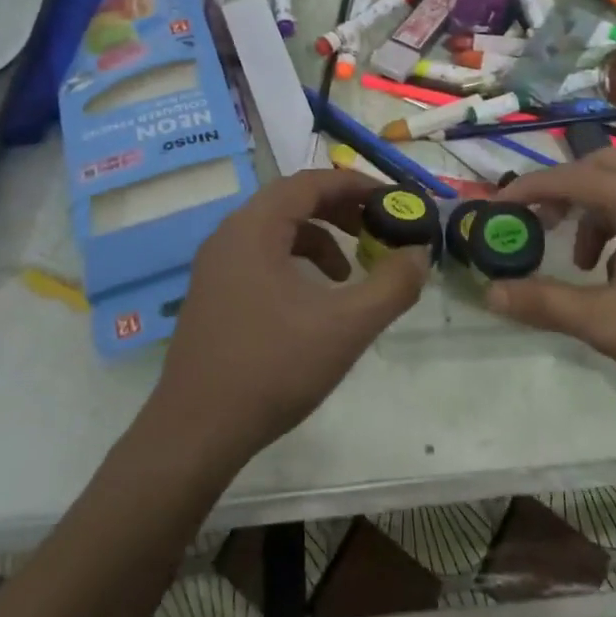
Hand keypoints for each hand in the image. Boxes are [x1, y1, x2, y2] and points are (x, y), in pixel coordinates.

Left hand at [150, 170, 428, 469]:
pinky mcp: (213, 295)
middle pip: (292, 201)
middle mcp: (229, 236)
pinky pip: (261, 257)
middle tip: (377, 228)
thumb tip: (420, 253)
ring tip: (349, 273)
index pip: (310, 183)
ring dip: (319, 240)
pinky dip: (295, 264)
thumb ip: (392, 286)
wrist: (195, 433)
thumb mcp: (346, 327)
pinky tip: (314, 302)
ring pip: (276, 231)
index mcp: (254, 228)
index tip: (393, 200)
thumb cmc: (272, 369)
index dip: (356, 185)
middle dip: (340, 210)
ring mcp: (216, 267)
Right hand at [486, 150, 615, 424]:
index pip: (571, 178)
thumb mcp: (607, 324)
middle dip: (562, 190)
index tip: (494, 208)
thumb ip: (545, 303)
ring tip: (577, 260)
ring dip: (590, 212)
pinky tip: (614, 275)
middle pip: (600, 169)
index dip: (528, 189)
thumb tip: (490, 292)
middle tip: (536, 221)